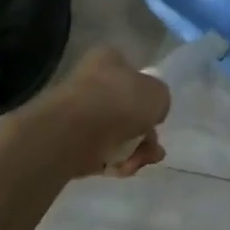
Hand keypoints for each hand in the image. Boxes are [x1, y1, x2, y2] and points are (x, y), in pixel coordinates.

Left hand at [40, 46, 170, 178]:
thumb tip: (150, 112)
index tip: (156, 116)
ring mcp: (78, 113)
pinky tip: (122, 169)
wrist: (74, 133)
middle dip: (145, 133)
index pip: (133, 74)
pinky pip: (99, 152)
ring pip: (116, 134)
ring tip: (139, 163)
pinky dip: (114, 162)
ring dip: (134, 151)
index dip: (149, 97)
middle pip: (127, 110)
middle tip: (154, 148)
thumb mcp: (158, 94)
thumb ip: (160, 100)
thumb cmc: (120, 101)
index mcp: (108, 60)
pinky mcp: (70, 142)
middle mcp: (91, 82)